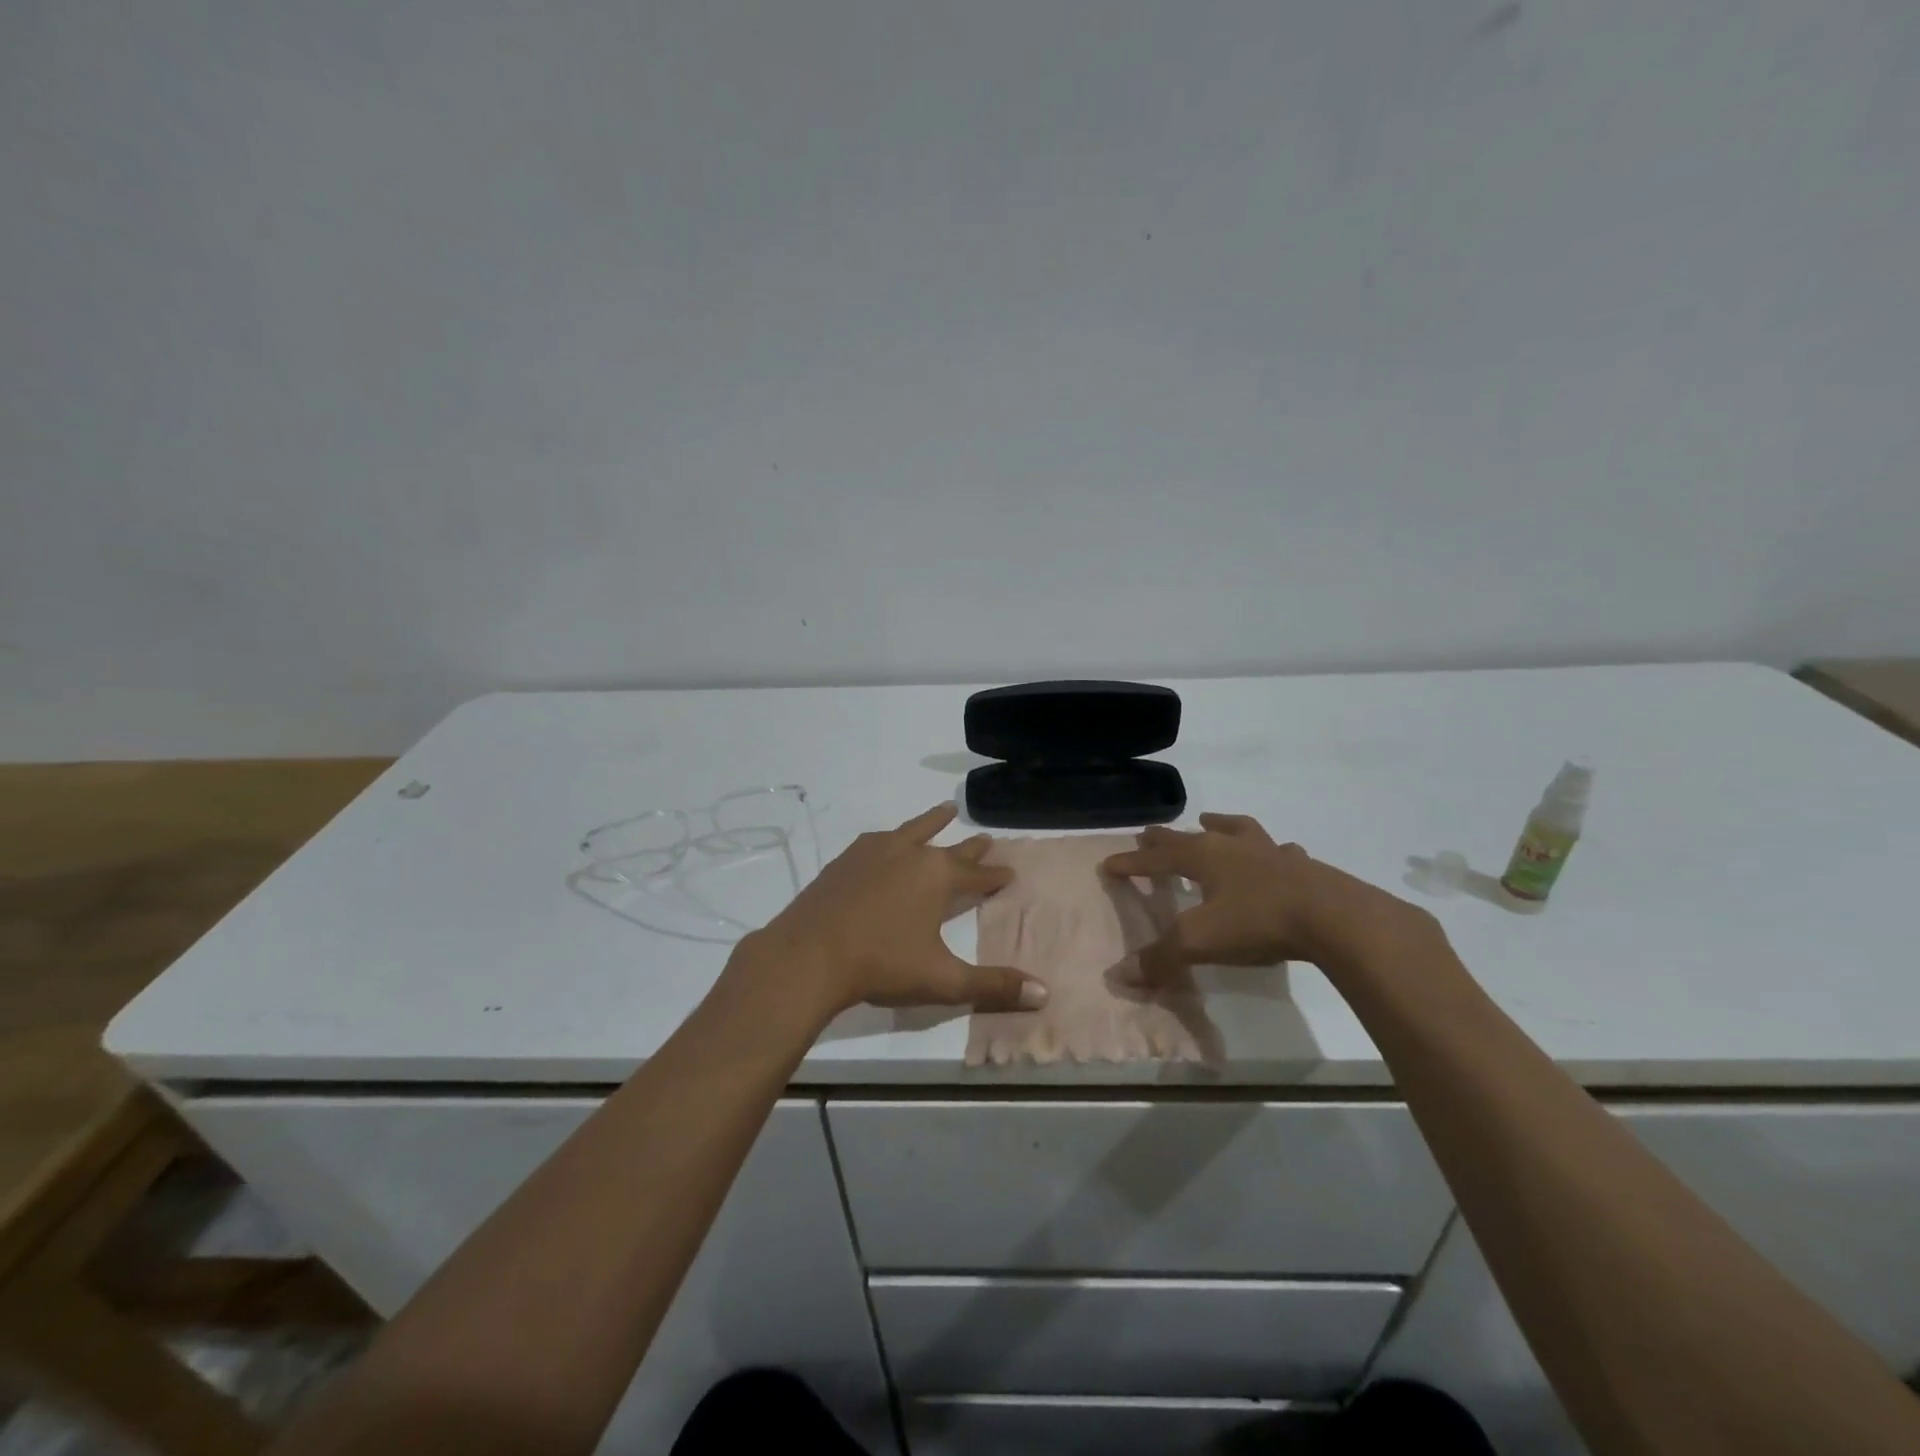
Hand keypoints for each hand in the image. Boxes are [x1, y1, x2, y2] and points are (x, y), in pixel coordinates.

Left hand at [741, 804, 1048, 1020]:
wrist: (809, 955)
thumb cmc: (881, 965)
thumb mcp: (942, 980)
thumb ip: (992, 986)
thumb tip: (1043, 994)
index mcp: (937, 876)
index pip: (977, 874)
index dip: (996, 874)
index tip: (1010, 871)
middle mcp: (910, 854)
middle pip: (949, 847)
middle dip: (971, 846)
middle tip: (987, 837)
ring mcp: (874, 852)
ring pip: (913, 830)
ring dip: (932, 822)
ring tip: (946, 809)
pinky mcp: (845, 860)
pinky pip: (878, 840)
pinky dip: (892, 837)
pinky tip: (886, 840)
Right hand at [1102, 812, 1430, 981]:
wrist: (1332, 917)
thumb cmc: (1257, 922)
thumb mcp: (1199, 942)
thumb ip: (1160, 958)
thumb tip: (1120, 974)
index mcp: (1203, 858)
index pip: (1156, 858)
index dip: (1131, 862)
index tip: (1109, 864)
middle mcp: (1232, 846)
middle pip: (1190, 837)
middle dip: (1165, 837)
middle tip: (1149, 832)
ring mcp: (1269, 852)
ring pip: (1237, 830)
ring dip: (1220, 826)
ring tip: (1210, 821)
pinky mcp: (1302, 866)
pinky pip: (1282, 851)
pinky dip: (1273, 851)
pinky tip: (1280, 854)